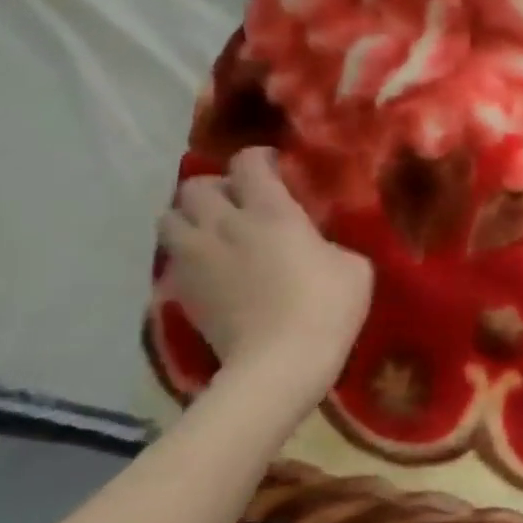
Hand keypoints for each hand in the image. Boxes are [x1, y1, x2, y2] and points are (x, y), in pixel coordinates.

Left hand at [158, 148, 372, 393]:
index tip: (276, 169)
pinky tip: (210, 267)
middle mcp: (225, 224)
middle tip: (239, 203)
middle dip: (216, 188)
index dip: (260, 159)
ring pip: (169, 217)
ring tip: (214, 231)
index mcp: (271, 211)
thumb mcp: (354, 266)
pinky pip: (172, 256)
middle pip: (196, 185)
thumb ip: (329, 242)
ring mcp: (197, 257)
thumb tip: (314, 244)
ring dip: (190, 217)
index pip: (248, 162)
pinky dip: (187, 253)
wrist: (280, 363)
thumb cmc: (327, 307)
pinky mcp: (182, 290)